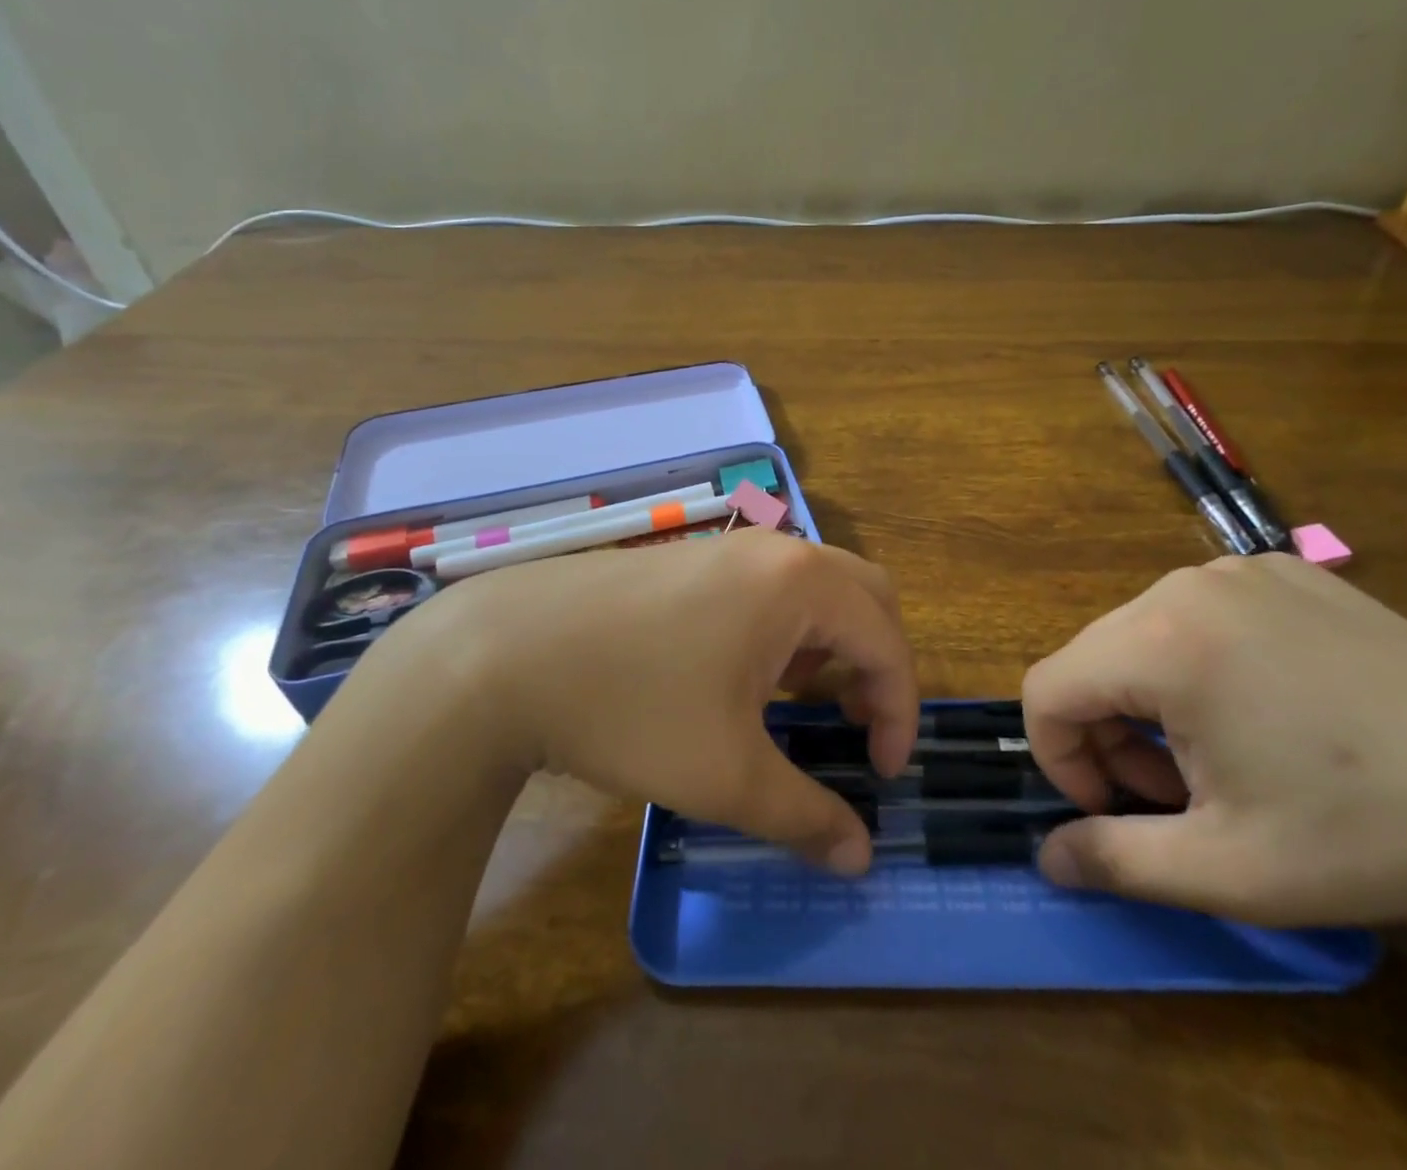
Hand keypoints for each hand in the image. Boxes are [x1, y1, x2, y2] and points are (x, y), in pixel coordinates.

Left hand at [380, 529, 916, 874]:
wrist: (506, 653)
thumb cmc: (631, 707)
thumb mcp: (726, 776)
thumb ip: (805, 816)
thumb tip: (860, 857)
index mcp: (799, 585)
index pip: (886, 641)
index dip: (900, 711)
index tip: (884, 773)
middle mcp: (773, 552)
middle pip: (865, 596)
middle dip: (877, 663)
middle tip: (858, 725)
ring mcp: (728, 549)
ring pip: (816, 588)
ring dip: (832, 643)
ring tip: (802, 704)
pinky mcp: (691, 560)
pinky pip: (771, 587)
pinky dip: (788, 630)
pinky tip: (745, 676)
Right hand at [1024, 554, 1406, 967]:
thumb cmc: (1368, 832)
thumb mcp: (1228, 869)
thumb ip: (1116, 860)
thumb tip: (1048, 856)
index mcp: (1160, 642)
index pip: (1048, 689)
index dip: (1059, 757)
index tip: (1115, 807)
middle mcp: (1184, 585)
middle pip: (1093, 658)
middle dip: (1110, 732)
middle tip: (1178, 794)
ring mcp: (1236, 568)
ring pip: (1141, 633)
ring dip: (1152, 698)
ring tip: (1224, 754)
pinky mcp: (1282, 569)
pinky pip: (1198, 612)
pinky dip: (1199, 661)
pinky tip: (1268, 704)